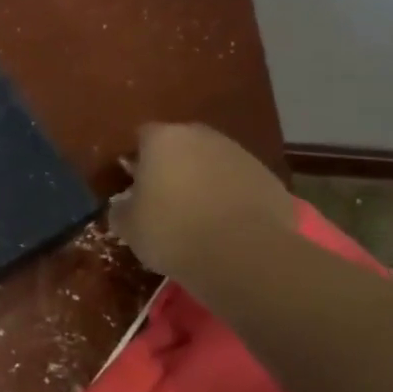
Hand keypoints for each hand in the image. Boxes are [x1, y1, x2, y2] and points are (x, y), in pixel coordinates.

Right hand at [108, 123, 293, 277]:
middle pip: (182, 145)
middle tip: (165, 197)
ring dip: (206, 181)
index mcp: (163, 139)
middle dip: (174, 165)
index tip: (133, 183)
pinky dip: (234, 199)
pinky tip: (228, 227)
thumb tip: (124, 205)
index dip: (137, 159)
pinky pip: (242, 185)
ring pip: (215, 163)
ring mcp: (242, 156)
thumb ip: (121, 208)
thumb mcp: (128, 226)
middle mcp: (203, 137)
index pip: (143, 136)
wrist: (243, 254)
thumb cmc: (172, 231)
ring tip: (199, 215)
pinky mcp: (271, 180)